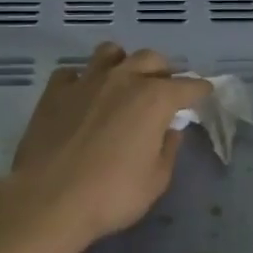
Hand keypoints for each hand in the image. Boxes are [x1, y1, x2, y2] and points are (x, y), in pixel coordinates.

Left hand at [1, 43, 211, 252]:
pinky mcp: (55, 91)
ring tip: (123, 83)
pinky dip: (82, 80)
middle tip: (163, 90)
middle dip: (162, 72)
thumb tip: (170, 130)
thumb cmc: (111, 194)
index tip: (204, 92)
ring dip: (123, 64)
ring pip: (110, 53)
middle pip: (150, 59)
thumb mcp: (156, 180)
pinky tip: (82, 97)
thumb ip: (168, 149)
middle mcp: (123, 79)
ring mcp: (86, 81)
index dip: (199, 89)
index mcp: (154, 99)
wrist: (48, 199)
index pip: (188, 85)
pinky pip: (73, 73)